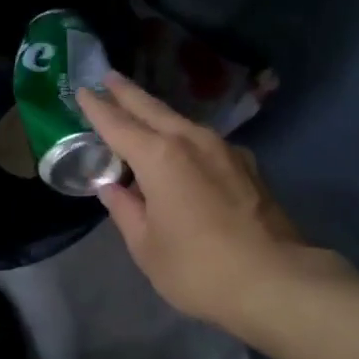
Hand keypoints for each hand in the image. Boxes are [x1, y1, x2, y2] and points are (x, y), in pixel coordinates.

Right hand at [78, 73, 310, 334]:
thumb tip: (112, 188)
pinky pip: (204, 142)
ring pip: (182, 122)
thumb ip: (125, 210)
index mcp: (160, 157)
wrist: (276, 281)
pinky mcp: (247, 166)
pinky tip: (182, 149)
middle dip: (128, 94)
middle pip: (152, 110)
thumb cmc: (198, 267)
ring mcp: (225, 150)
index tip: (82, 90)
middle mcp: (192, 141)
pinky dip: (184, 138)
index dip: (98, 108)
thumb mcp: (146, 246)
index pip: (118, 125)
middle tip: (109, 77)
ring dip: (158, 114)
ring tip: (141, 111)